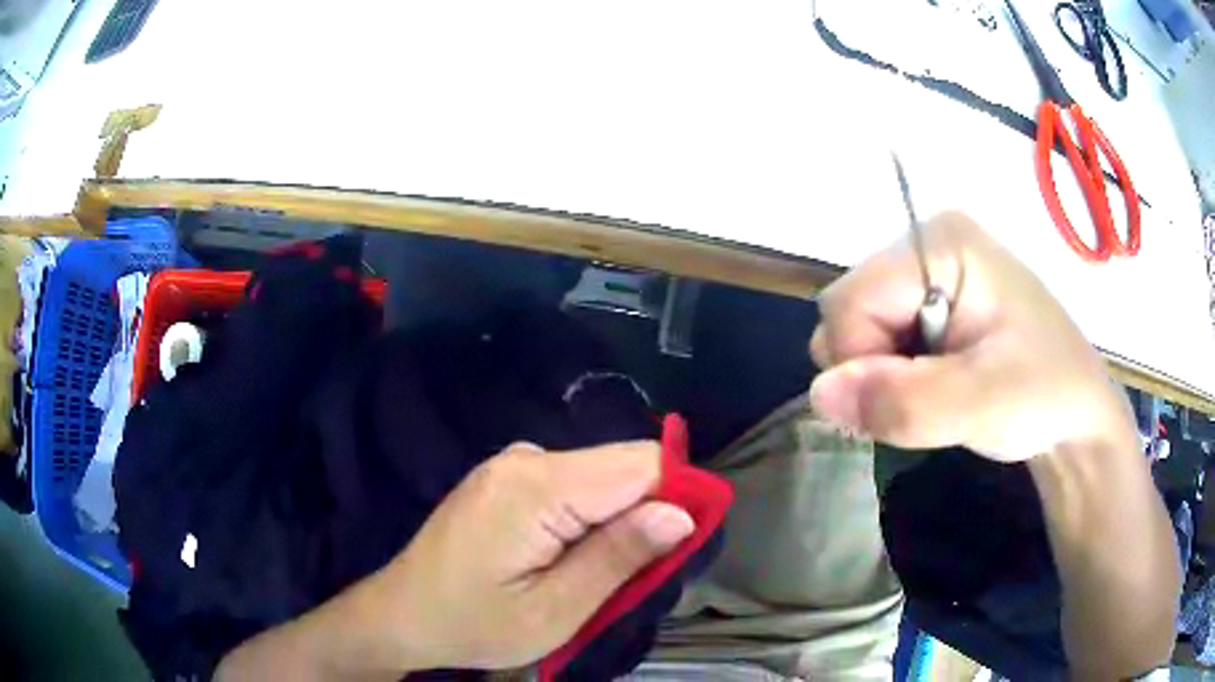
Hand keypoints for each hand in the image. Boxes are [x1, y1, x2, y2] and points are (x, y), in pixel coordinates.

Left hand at [341, 441, 694, 672]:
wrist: (403, 614)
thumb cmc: (474, 623)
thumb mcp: (555, 610)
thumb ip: (619, 558)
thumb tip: (682, 514)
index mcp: (536, 485)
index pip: (643, 463)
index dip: (679, 498)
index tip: (682, 549)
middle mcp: (526, 457)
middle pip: (623, 467)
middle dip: (647, 517)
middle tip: (633, 579)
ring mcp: (514, 464)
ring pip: (603, 479)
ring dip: (617, 524)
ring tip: (593, 577)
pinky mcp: (509, 478)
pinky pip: (575, 486)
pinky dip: (590, 520)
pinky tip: (567, 560)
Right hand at [809, 212, 1136, 461]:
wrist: (1077, 416)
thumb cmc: (1045, 396)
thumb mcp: (983, 404)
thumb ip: (904, 401)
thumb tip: (818, 394)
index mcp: (942, 242)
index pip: (851, 300)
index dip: (860, 363)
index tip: (904, 408)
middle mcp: (927, 242)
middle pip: (848, 309)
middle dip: (871, 371)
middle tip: (929, 402)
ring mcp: (929, 270)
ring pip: (857, 329)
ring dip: (883, 378)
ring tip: (938, 396)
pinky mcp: (932, 300)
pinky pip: (878, 340)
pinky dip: (893, 377)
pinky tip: (935, 387)